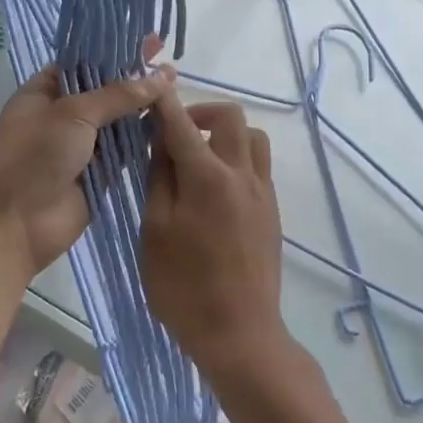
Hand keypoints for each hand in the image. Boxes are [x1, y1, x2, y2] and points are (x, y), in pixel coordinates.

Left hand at [0, 58, 176, 277]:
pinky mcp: (101, 172)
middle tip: (169, 61)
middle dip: (135, 76)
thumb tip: (162, 77)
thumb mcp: (73, 113)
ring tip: (178, 87)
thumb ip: (118, 94)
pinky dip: (147, 136)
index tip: (147, 40)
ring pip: (119, 119)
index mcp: (45, 91)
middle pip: (106, 89)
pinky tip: (173, 121)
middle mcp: (63, 114)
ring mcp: (82, 145)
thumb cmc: (33, 156)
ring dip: (144, 106)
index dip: (114, 49)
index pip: (84, 61)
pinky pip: (127, 149)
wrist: (15, 225)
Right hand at [142, 95, 294, 383]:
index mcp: (207, 177)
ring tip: (199, 158)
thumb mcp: (155, 232)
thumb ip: (159, 180)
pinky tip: (216, 187)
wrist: (241, 335)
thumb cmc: (185, 288)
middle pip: (230, 117)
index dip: (164, 100)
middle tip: (176, 134)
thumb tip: (162, 143)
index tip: (150, 87)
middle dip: (201, 112)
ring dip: (226, 134)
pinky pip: (259, 165)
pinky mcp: (272, 211)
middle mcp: (241, 174)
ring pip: (252, 138)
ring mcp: (263, 192)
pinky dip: (238, 158)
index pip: (182, 123)